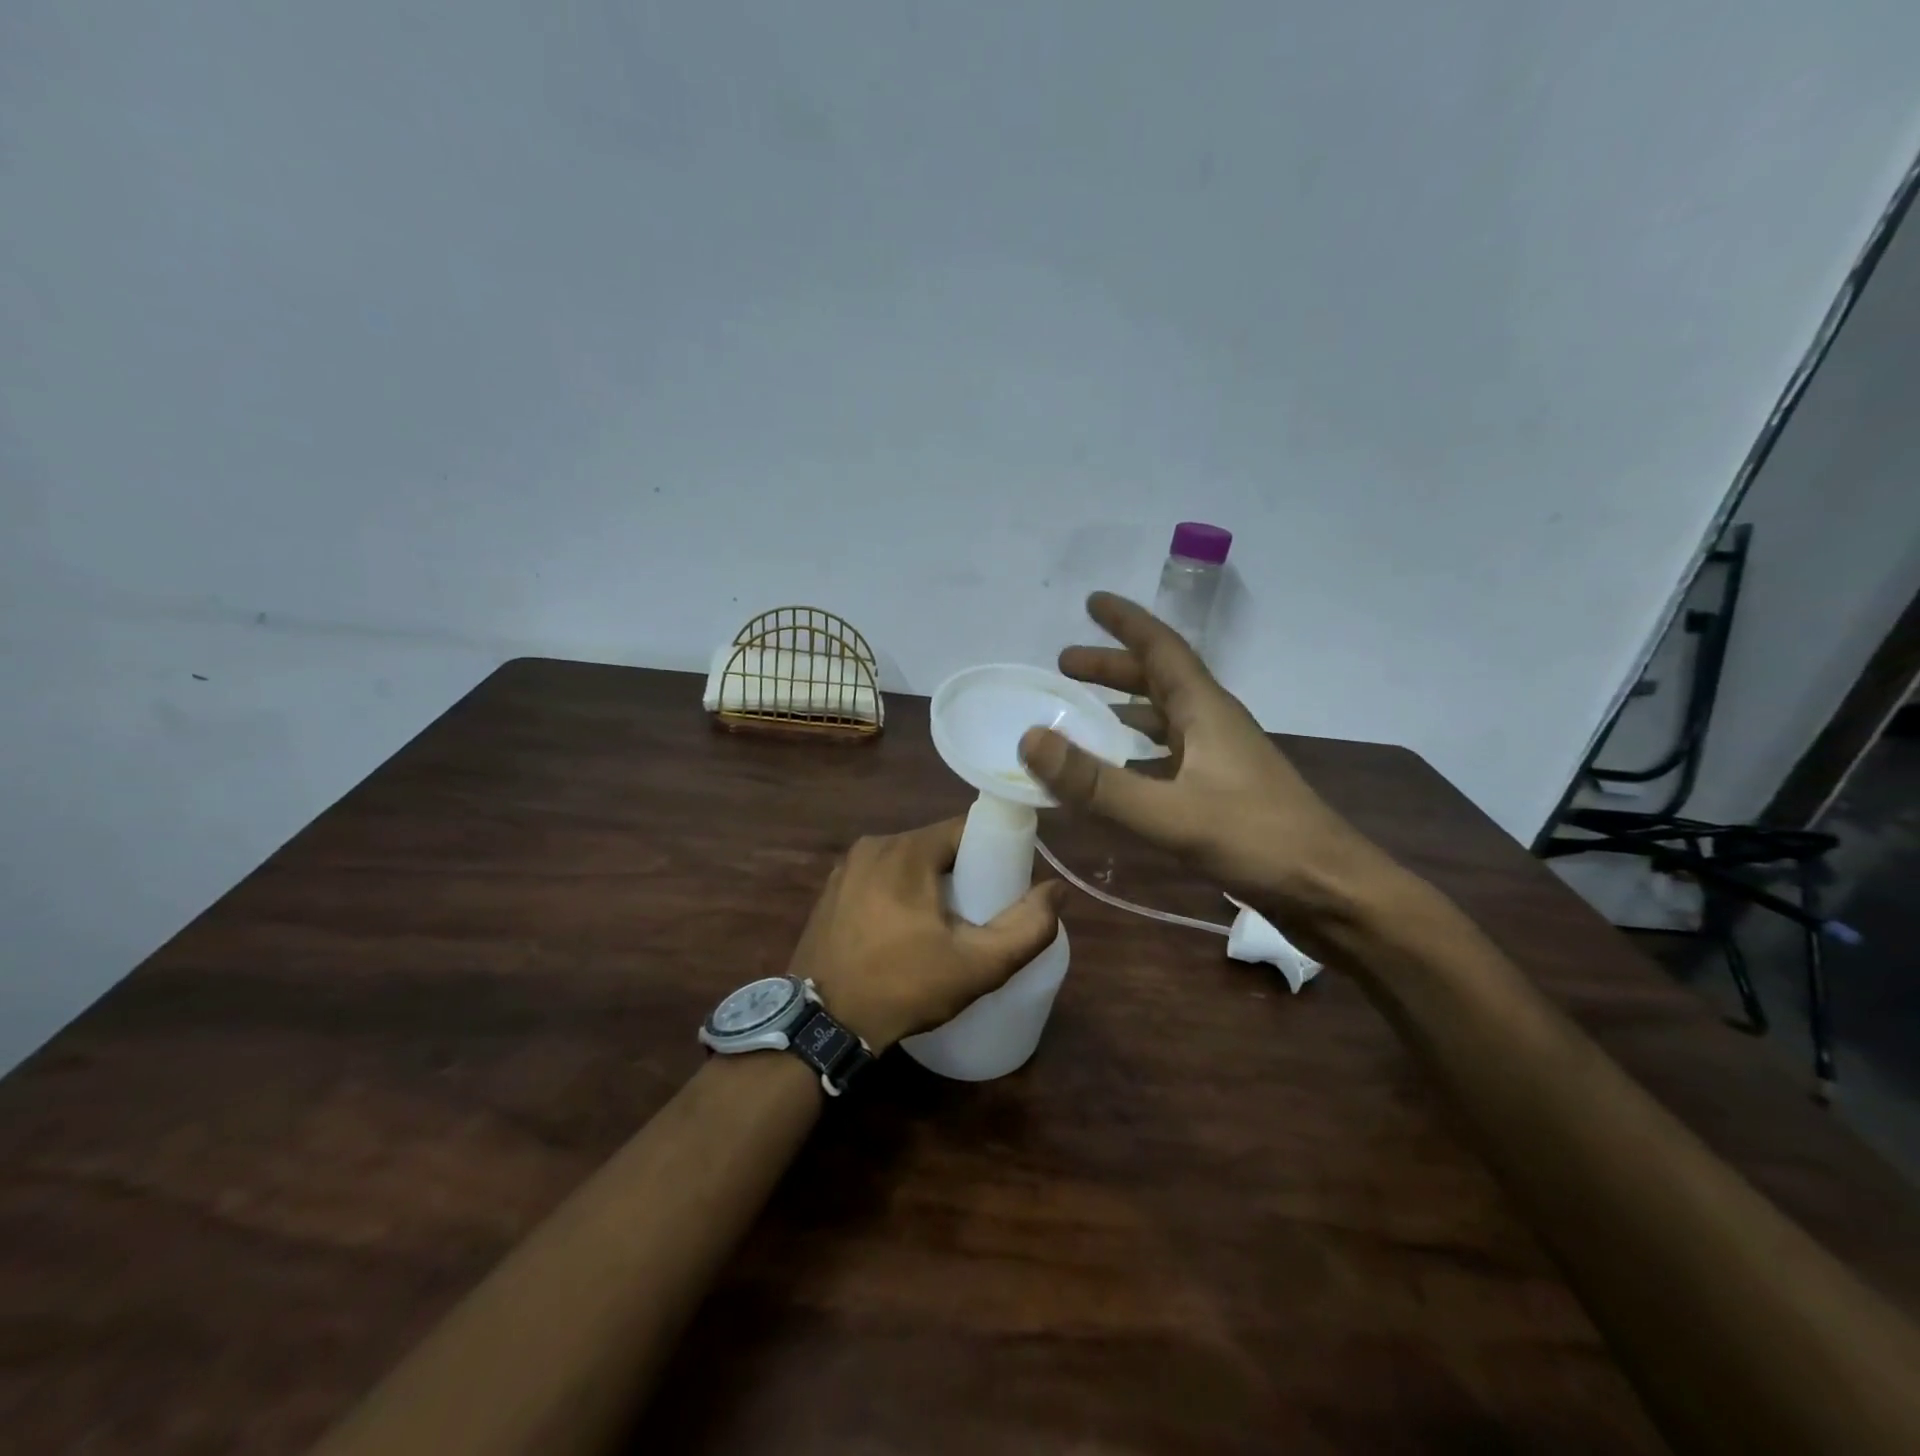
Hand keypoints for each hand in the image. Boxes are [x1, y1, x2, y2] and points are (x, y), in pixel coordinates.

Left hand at [789, 819, 1064, 1050]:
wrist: (820, 1025)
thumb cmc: (901, 987)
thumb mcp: (977, 966)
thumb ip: (1027, 928)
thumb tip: (1057, 890)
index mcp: (906, 849)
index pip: (967, 829)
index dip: (994, 854)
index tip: (1006, 888)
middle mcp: (873, 845)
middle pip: (937, 846)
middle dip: (963, 874)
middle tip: (978, 916)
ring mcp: (846, 867)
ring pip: (908, 863)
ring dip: (930, 886)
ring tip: (943, 930)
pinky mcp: (831, 891)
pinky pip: (880, 879)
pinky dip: (899, 895)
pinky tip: (903, 934)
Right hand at [1019, 592, 1400, 953]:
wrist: (1332, 892)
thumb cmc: (1256, 840)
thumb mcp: (1169, 812)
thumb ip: (1096, 781)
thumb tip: (1029, 739)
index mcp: (1205, 711)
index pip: (1161, 648)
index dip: (1126, 622)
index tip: (1091, 602)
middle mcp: (1214, 725)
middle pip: (1159, 680)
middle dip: (1112, 667)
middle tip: (1064, 665)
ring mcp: (1222, 760)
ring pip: (1165, 718)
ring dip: (1124, 707)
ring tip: (1083, 713)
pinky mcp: (1224, 792)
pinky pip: (1170, 755)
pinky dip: (1137, 751)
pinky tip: (1120, 772)